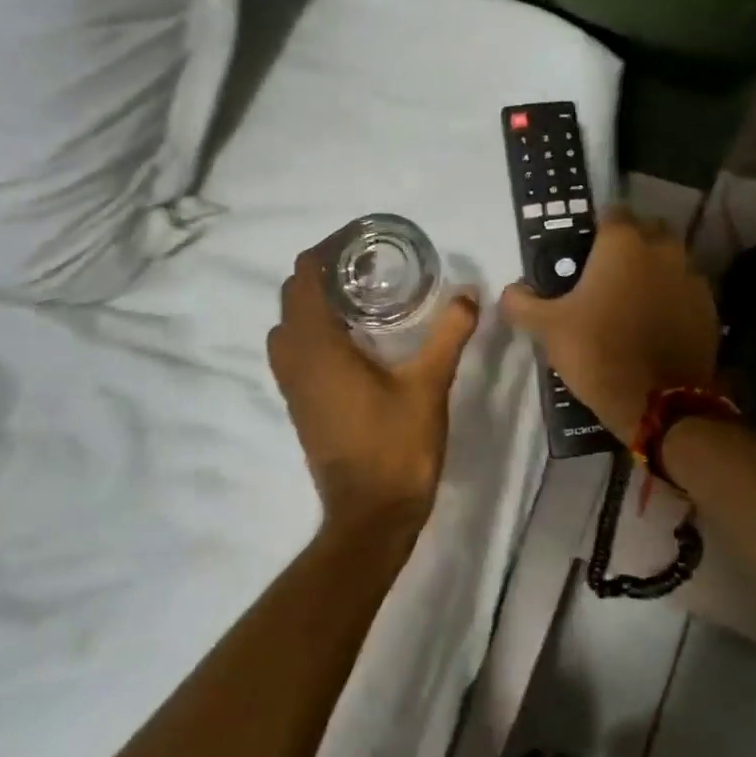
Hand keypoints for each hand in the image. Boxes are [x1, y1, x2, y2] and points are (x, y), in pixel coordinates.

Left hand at [268, 245, 479, 542]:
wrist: (371, 514)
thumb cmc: (397, 447)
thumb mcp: (429, 386)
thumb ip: (448, 335)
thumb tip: (468, 294)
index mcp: (318, 347)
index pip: (304, 278)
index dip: (326, 252)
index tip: (360, 242)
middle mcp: (295, 360)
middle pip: (291, 298)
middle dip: (321, 274)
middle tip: (367, 267)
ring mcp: (292, 386)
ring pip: (287, 327)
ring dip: (313, 305)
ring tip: (358, 300)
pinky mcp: (299, 405)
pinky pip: (293, 353)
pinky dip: (312, 332)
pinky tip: (353, 341)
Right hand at [499, 207, 718, 443]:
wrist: (659, 404)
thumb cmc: (598, 352)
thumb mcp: (548, 328)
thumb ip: (522, 303)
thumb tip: (510, 291)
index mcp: (623, 244)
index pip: (612, 212)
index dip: (597, 228)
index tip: (583, 250)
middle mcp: (663, 250)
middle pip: (647, 231)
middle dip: (630, 244)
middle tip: (607, 273)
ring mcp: (692, 278)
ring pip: (671, 260)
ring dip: (654, 270)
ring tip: (633, 299)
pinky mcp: (709, 308)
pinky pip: (686, 290)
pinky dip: (672, 297)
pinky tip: (656, 322)